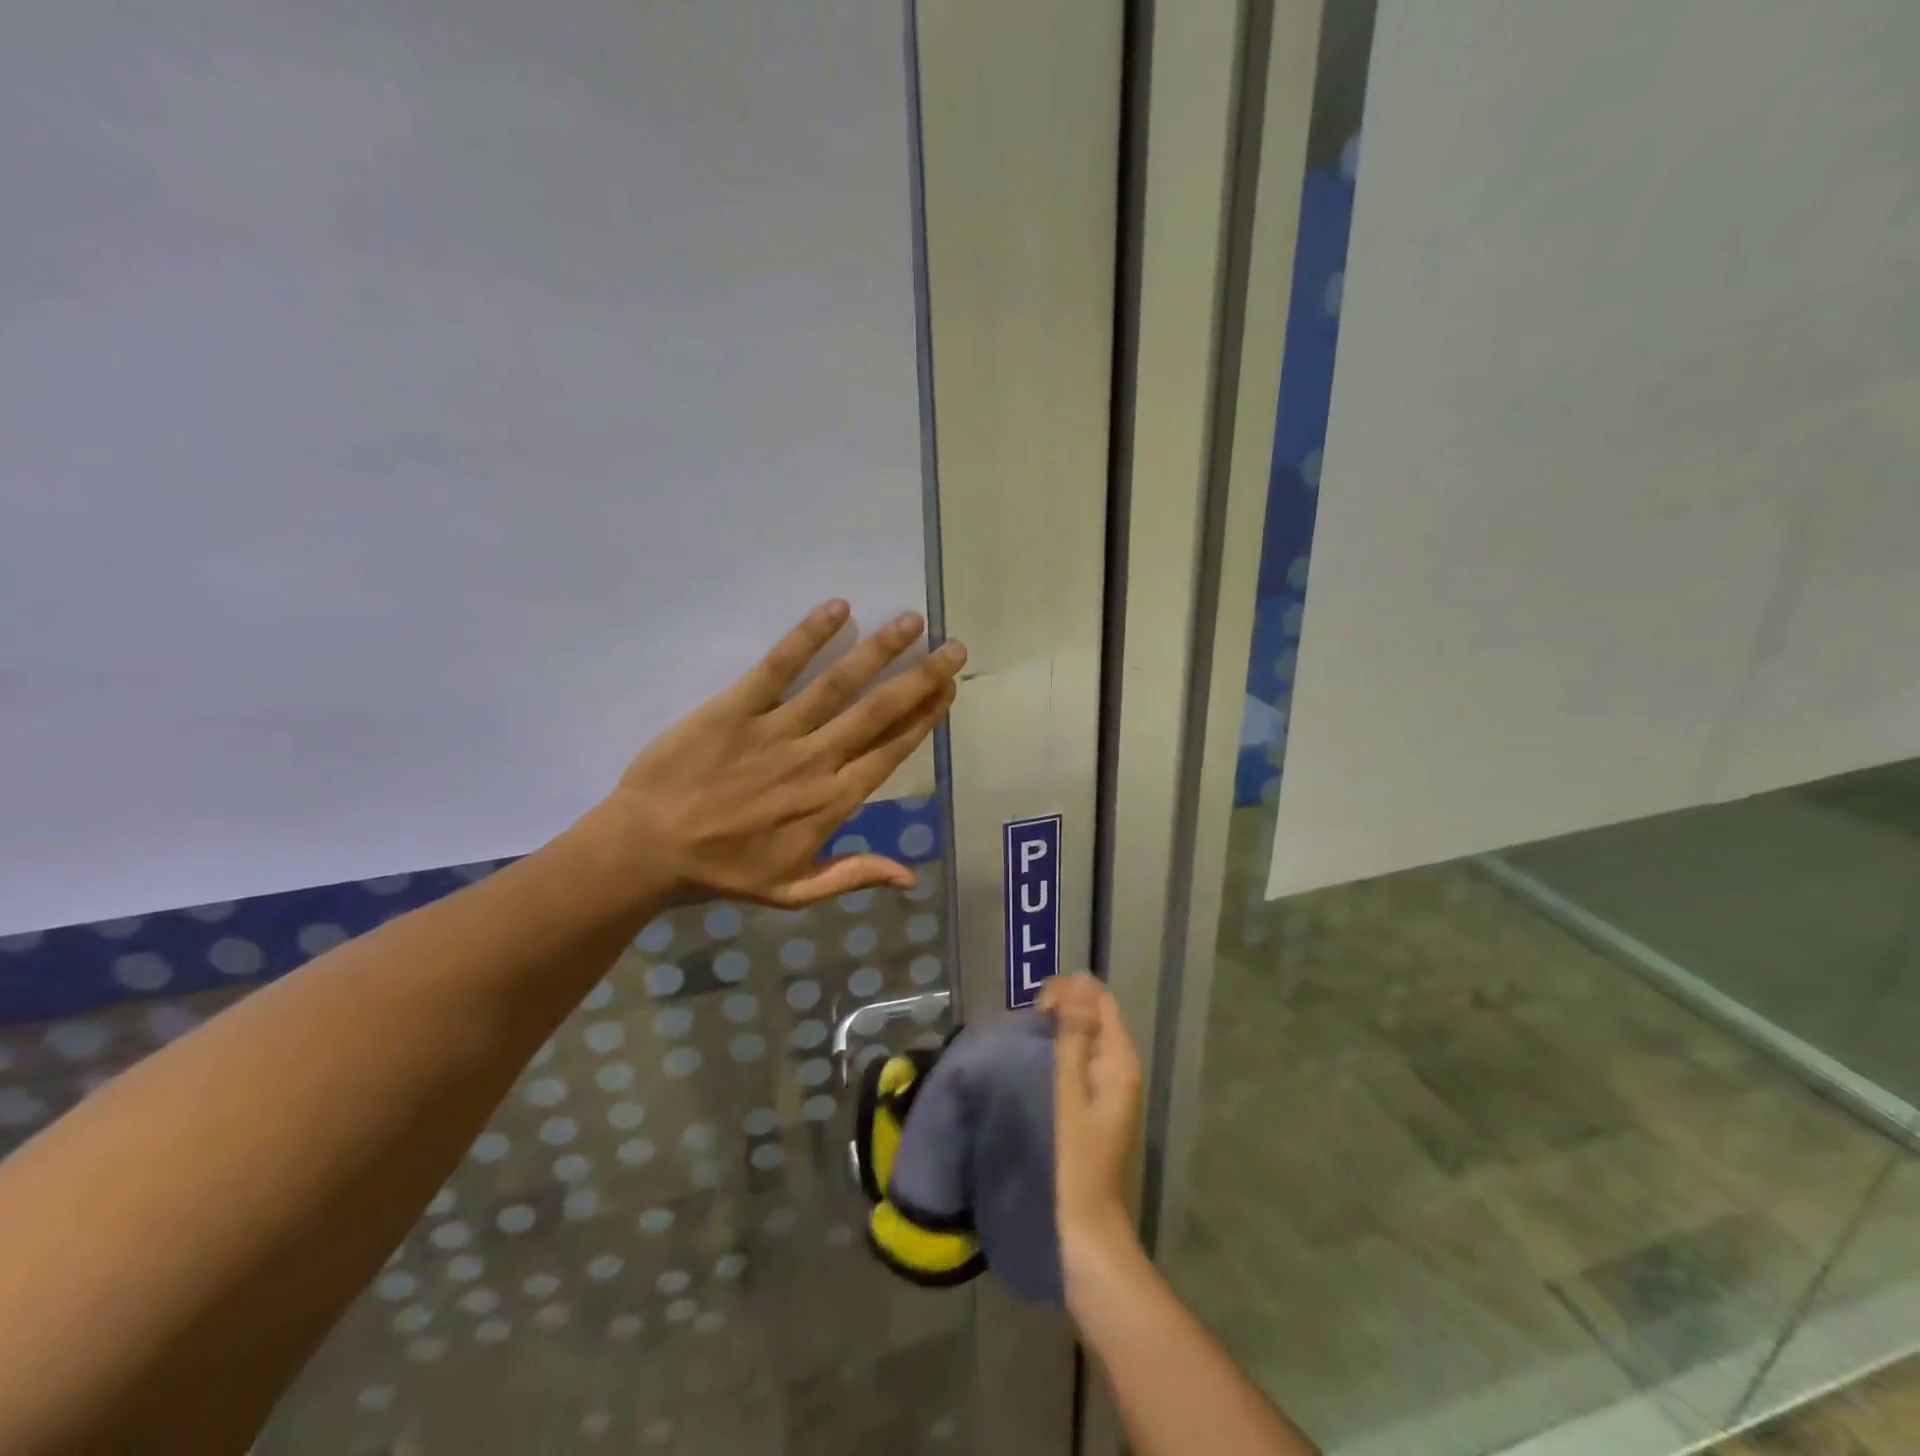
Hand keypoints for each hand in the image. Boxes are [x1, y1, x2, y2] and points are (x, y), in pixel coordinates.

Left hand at [603, 599, 964, 906]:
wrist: (646, 850)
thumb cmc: (722, 871)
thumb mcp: (794, 892)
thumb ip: (853, 877)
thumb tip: (911, 877)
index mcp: (832, 801)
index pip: (891, 752)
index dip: (924, 719)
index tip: (948, 690)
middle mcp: (815, 760)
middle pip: (878, 712)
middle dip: (921, 678)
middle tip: (953, 648)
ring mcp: (777, 731)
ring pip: (839, 684)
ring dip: (880, 651)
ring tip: (912, 622)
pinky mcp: (736, 708)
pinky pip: (778, 667)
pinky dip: (809, 637)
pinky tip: (839, 610)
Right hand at [1042, 973, 1143, 1255]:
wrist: (1084, 1233)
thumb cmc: (1073, 1160)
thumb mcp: (1069, 1091)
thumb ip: (1074, 1034)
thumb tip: (1080, 980)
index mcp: (1119, 1060)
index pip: (1099, 999)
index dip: (1068, 994)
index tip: (1035, 1012)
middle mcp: (1119, 1069)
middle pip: (1092, 1017)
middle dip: (1060, 1012)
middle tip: (1026, 1032)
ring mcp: (1108, 1091)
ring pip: (1082, 1040)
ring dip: (1056, 1035)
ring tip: (1024, 1047)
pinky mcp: (1094, 1110)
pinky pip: (1077, 1065)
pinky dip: (1056, 1057)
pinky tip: (1033, 1071)